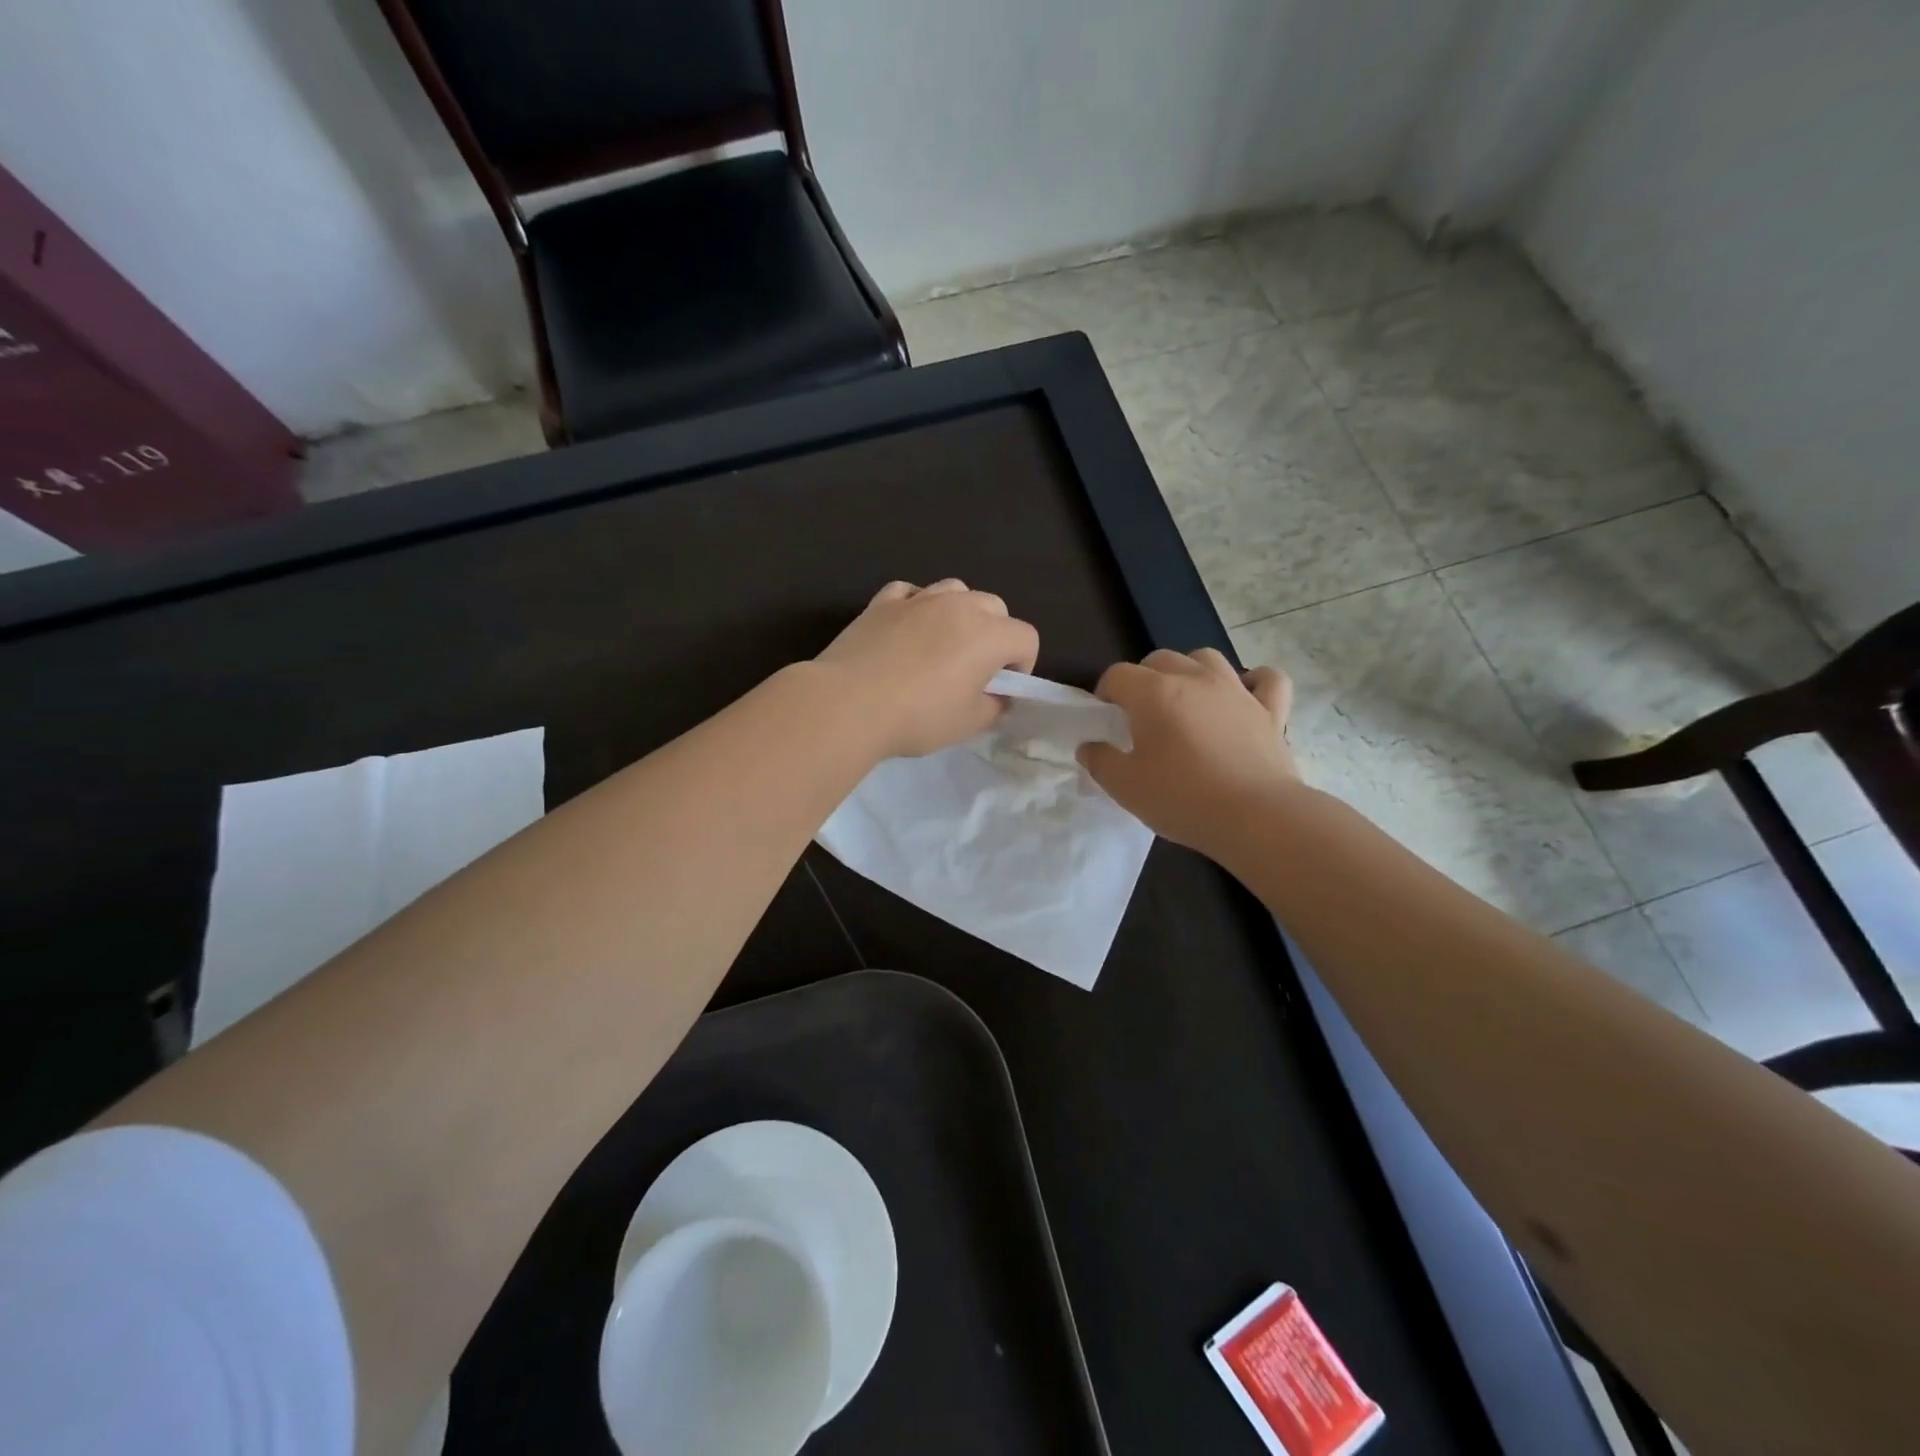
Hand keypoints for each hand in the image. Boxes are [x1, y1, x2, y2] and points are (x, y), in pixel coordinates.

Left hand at [815, 579, 1039, 757]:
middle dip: (995, 634)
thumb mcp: (968, 723)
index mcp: (988, 634)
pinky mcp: (882, 602)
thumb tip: (998, 698)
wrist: (848, 704)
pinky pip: (910, 592)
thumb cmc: (917, 717)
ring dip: (959, 612)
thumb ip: (994, 707)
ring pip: (955, 590)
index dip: (1022, 665)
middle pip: (994, 607)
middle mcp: (958, 605)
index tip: (1001, 689)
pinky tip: (906, 629)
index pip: (1026, 638)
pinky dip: (916, 606)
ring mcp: (918, 599)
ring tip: (942, 644)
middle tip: (974, 669)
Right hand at [1079, 648, 1299, 853]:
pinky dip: (1254, 682)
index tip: (1105, 719)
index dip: (1105, 693)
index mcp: (1154, 694)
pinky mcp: (1271, 710)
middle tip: (1141, 714)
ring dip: (1191, 671)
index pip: (1117, 674)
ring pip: (1208, 658)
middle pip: (1160, 659)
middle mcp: (1195, 680)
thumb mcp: (1125, 787)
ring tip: (1185, 699)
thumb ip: (1100, 761)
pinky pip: (1267, 680)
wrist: (1256, 818)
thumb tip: (1089, 746)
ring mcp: (1237, 691)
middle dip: (1143, 679)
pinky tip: (1245, 695)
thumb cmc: (1183, 799)